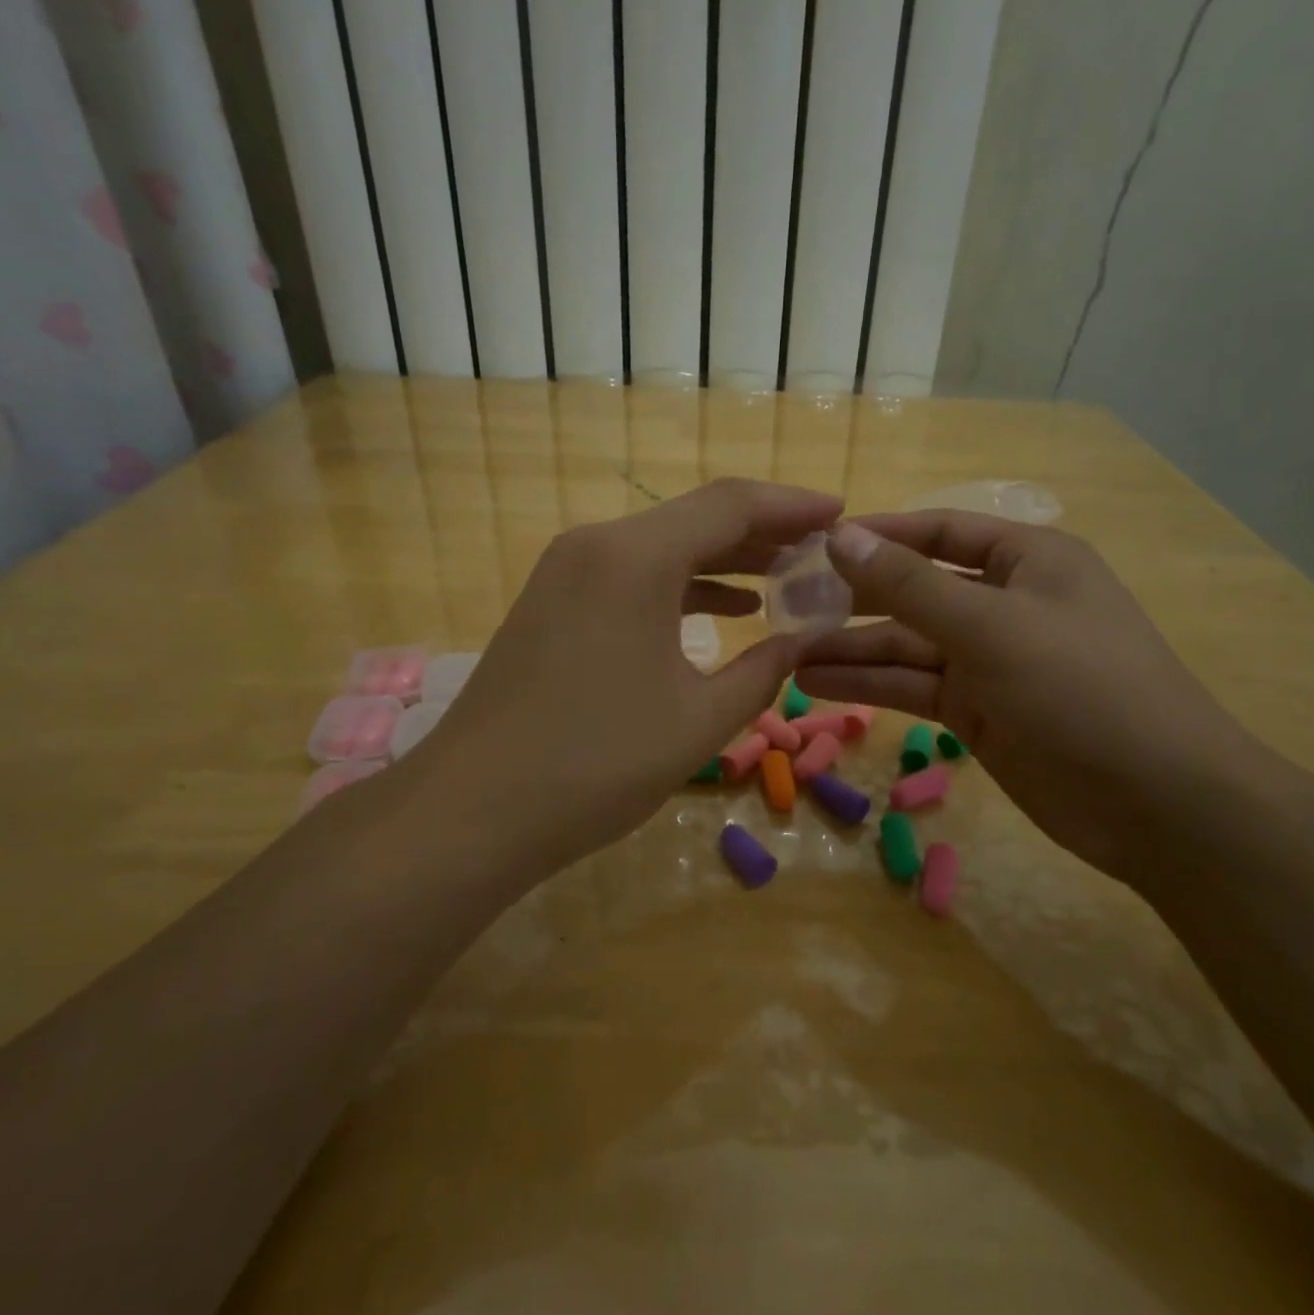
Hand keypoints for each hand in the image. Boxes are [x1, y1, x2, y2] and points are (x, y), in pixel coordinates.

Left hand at [393, 479, 842, 870]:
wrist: (472, 809)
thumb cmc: (596, 764)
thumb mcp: (700, 721)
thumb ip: (763, 671)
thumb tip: (801, 641)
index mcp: (635, 558)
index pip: (731, 505)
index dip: (792, 506)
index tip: (841, 515)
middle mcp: (595, 546)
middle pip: (695, 518)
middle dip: (763, 532)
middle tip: (821, 550)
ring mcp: (564, 572)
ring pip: (661, 547)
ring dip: (723, 559)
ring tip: (784, 577)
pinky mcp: (550, 603)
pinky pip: (630, 575)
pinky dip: (680, 585)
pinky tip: (722, 608)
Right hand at [798, 512, 1269, 883]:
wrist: (1157, 803)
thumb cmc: (1082, 689)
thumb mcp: (991, 627)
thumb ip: (909, 585)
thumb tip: (839, 537)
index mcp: (1026, 560)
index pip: (938, 533)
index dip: (877, 536)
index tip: (814, 546)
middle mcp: (1005, 603)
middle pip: (914, 590)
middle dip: (854, 598)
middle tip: (787, 604)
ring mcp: (990, 660)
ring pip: (906, 644)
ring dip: (851, 648)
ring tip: (786, 652)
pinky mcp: (977, 711)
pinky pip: (913, 686)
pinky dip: (869, 684)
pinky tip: (816, 684)